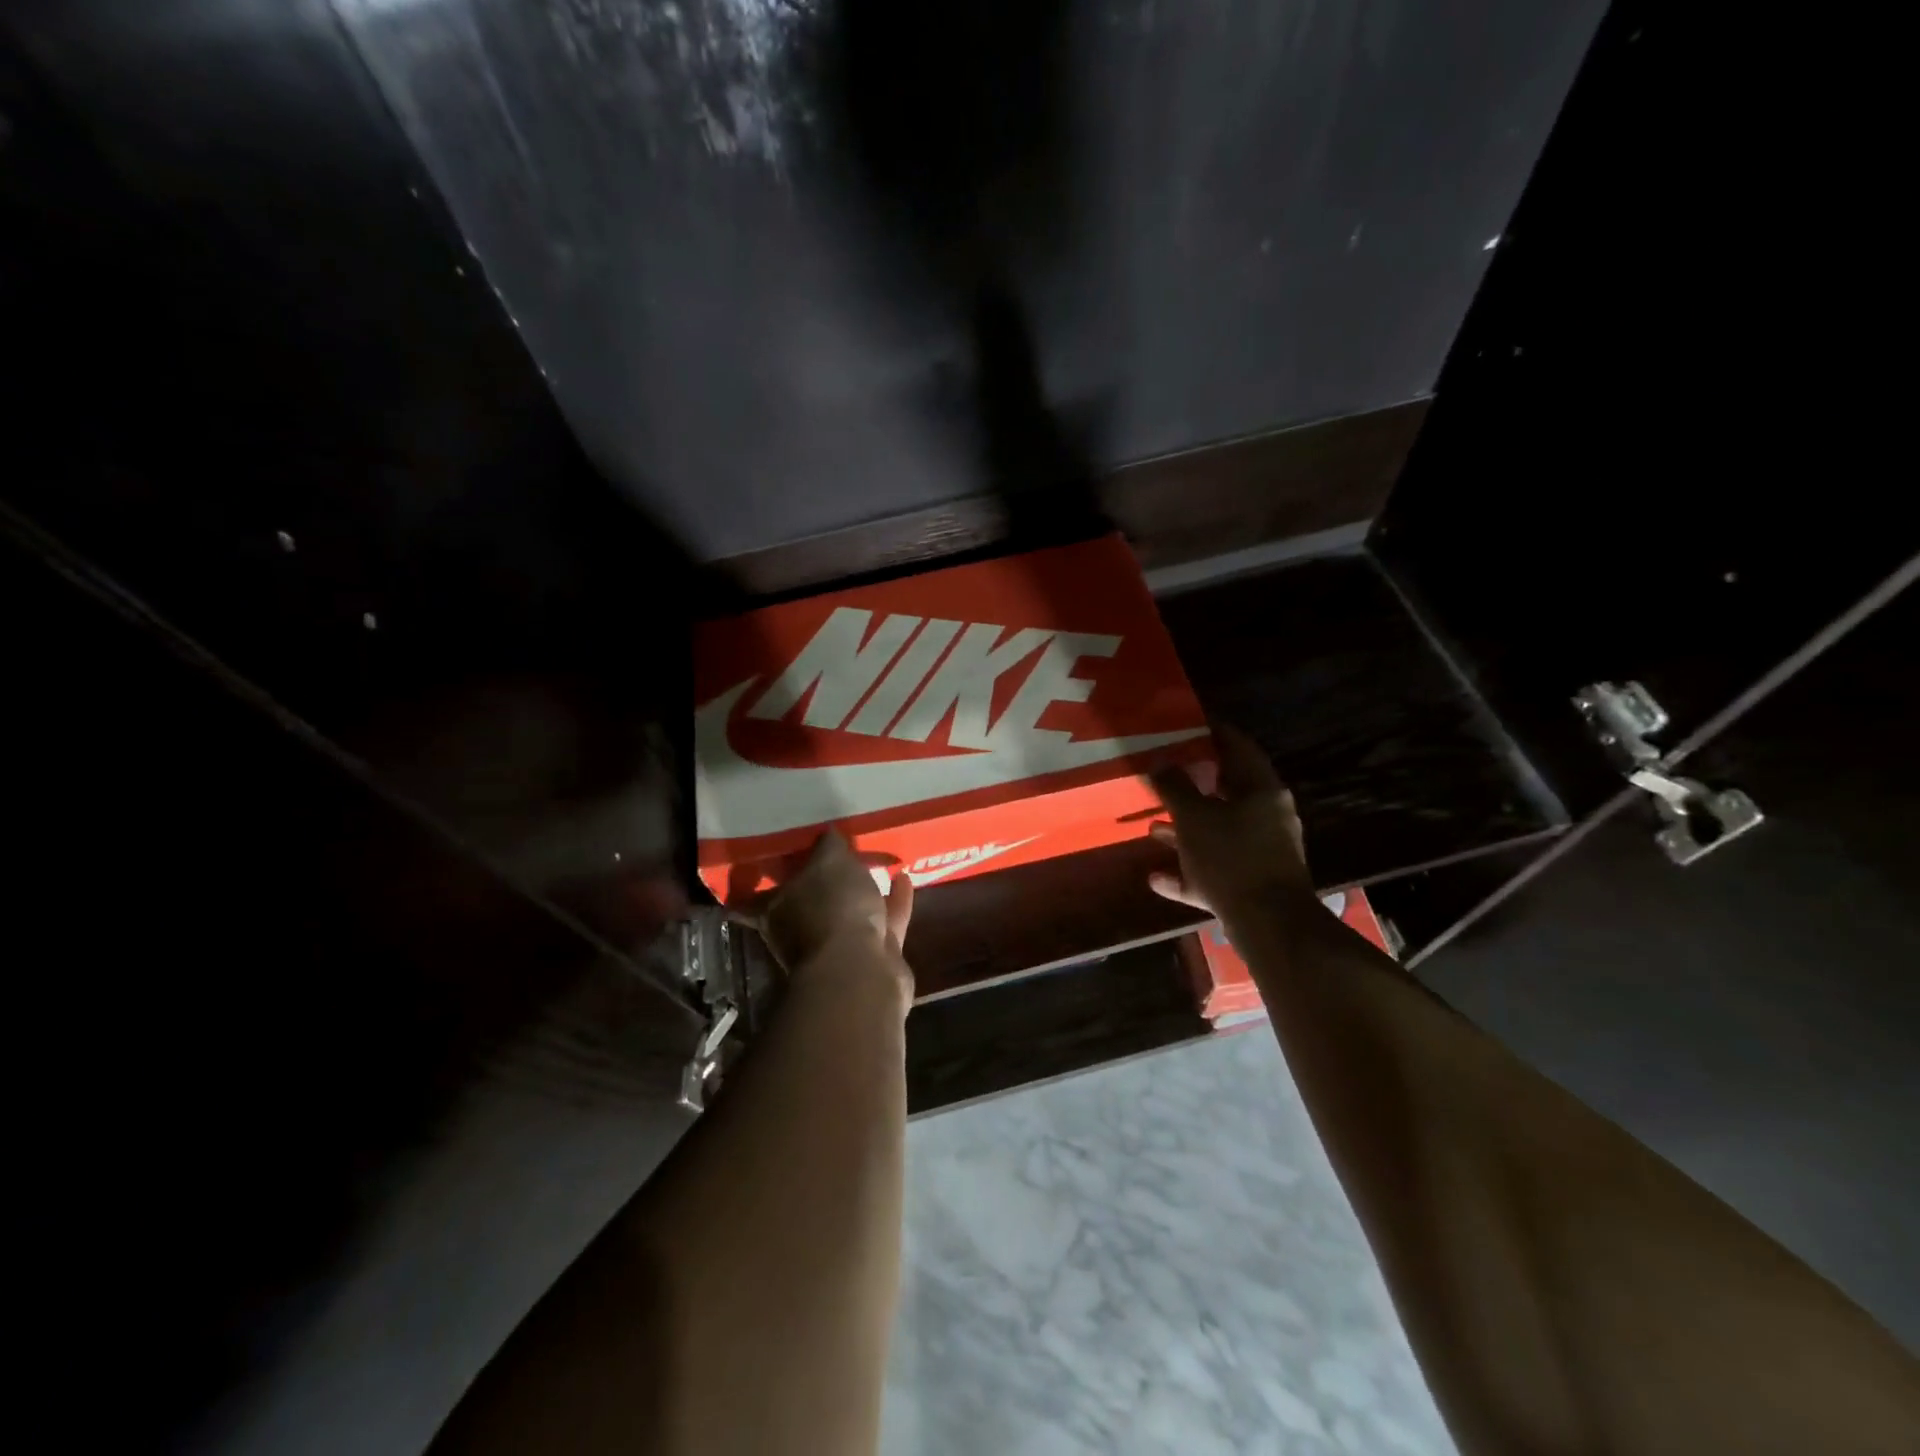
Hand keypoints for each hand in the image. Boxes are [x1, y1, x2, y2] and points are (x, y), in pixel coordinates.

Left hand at [752, 830, 913, 994]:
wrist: (862, 971)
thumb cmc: (832, 909)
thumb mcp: (829, 861)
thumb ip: (828, 845)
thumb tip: (828, 835)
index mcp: (775, 911)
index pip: (753, 896)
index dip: (760, 878)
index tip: (772, 857)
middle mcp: (800, 932)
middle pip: (808, 901)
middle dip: (823, 881)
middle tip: (837, 853)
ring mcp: (837, 949)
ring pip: (848, 913)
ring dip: (861, 890)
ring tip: (877, 861)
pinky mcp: (872, 957)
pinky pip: (883, 922)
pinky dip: (893, 901)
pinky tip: (905, 878)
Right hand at [1148, 724, 1311, 917]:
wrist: (1270, 926)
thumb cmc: (1232, 858)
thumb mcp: (1194, 817)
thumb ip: (1174, 787)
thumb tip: (1160, 762)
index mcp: (1262, 791)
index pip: (1239, 747)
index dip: (1214, 732)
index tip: (1188, 723)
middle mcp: (1266, 818)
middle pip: (1227, 792)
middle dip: (1193, 785)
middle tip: (1163, 773)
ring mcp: (1261, 853)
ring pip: (1219, 833)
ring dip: (1186, 830)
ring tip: (1152, 827)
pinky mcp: (1251, 885)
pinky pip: (1214, 870)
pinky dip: (1188, 871)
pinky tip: (1156, 878)